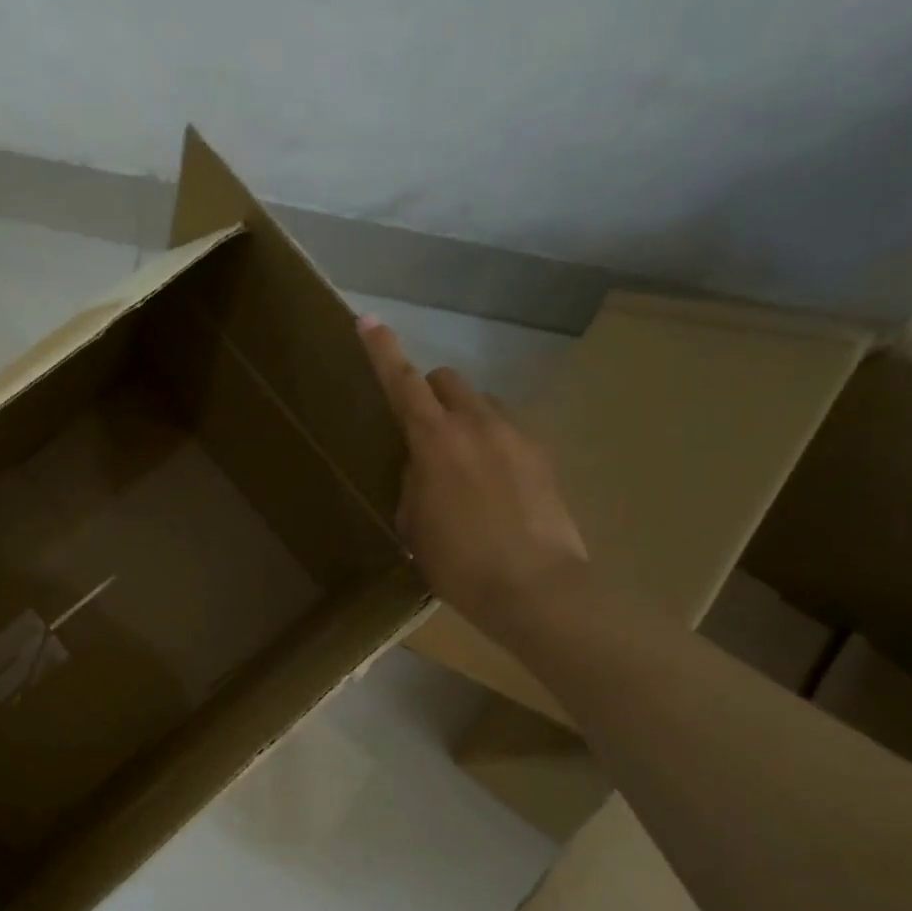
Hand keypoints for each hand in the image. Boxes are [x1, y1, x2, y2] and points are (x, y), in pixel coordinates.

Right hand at [357, 316, 588, 633]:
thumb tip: (422, 469)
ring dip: (463, 418)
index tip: (368, 320)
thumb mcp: (416, 526)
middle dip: (428, 392)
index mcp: (436, 441)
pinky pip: (508, 433)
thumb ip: (414, 485)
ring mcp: (517, 437)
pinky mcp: (543, 457)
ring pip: (482, 404)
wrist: (537, 590)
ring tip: (460, 465)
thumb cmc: (460, 564)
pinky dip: (491, 445)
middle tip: (420, 429)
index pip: (403, 382)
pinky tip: (493, 488)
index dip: (383, 351)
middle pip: (448, 380)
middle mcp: (478, 425)